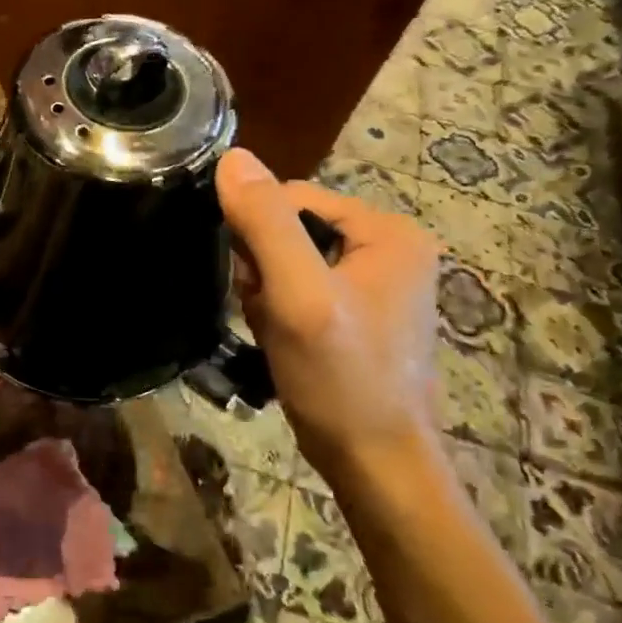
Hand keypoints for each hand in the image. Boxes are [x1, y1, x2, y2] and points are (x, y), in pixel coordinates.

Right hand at [215, 148, 440, 474]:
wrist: (375, 465)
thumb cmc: (341, 377)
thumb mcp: (298, 294)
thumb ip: (266, 223)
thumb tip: (232, 157)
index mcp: (389, 231)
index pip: (294, 197)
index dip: (258, 233)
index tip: (253, 283)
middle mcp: (389, 248)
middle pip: (291, 229)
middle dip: (264, 268)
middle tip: (266, 311)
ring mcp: (375, 283)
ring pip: (289, 261)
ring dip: (267, 292)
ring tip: (273, 330)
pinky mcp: (358, 313)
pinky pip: (299, 289)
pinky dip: (280, 310)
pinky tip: (280, 340)